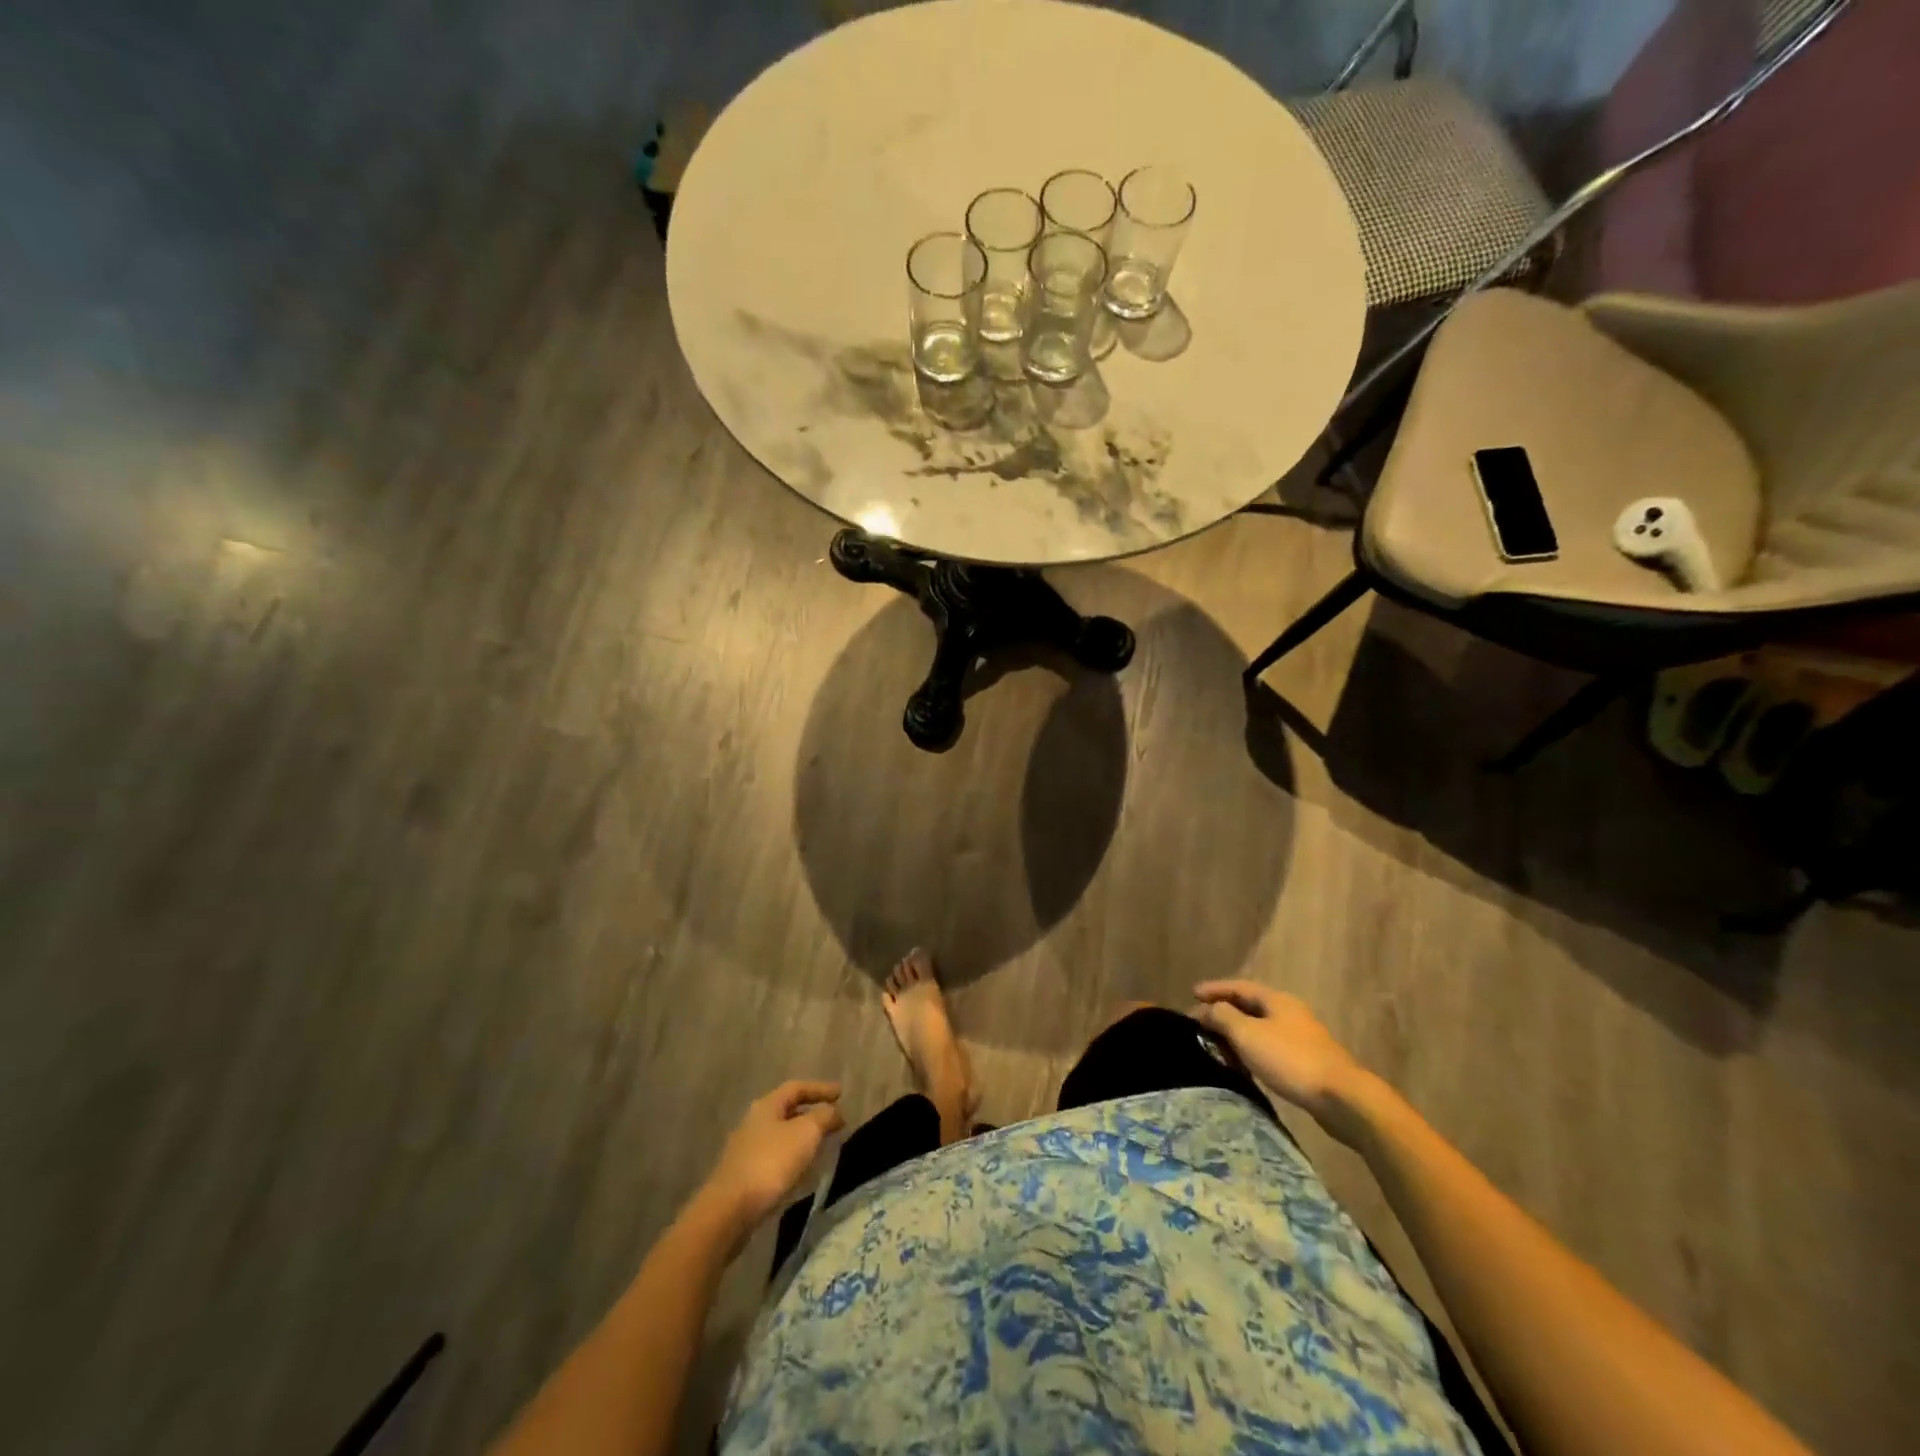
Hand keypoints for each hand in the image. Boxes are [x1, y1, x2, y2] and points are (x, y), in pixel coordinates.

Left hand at [702, 1081, 844, 1237]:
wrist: (730, 1210)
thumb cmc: (771, 1162)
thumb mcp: (806, 1133)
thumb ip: (823, 1116)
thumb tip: (833, 1111)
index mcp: (767, 1106)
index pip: (797, 1088)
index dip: (820, 1089)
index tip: (841, 1094)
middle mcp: (754, 1122)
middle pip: (787, 1110)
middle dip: (812, 1113)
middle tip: (834, 1119)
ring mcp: (746, 1150)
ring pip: (782, 1135)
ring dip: (803, 1136)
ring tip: (823, 1144)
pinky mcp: (744, 1175)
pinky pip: (776, 1157)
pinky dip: (793, 1156)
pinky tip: (802, 1170)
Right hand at [1193, 982, 1366, 1130]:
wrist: (1342, 1098)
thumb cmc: (1291, 1059)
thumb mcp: (1248, 1034)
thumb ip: (1224, 1017)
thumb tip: (1208, 1008)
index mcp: (1276, 1000)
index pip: (1239, 986)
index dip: (1215, 988)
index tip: (1192, 993)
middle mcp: (1289, 1012)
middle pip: (1250, 1006)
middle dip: (1224, 1010)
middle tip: (1201, 1020)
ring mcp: (1301, 1037)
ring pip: (1260, 1027)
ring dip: (1237, 1032)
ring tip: (1217, 1042)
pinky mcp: (1307, 1061)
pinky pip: (1270, 1047)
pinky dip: (1252, 1049)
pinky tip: (1244, 1063)